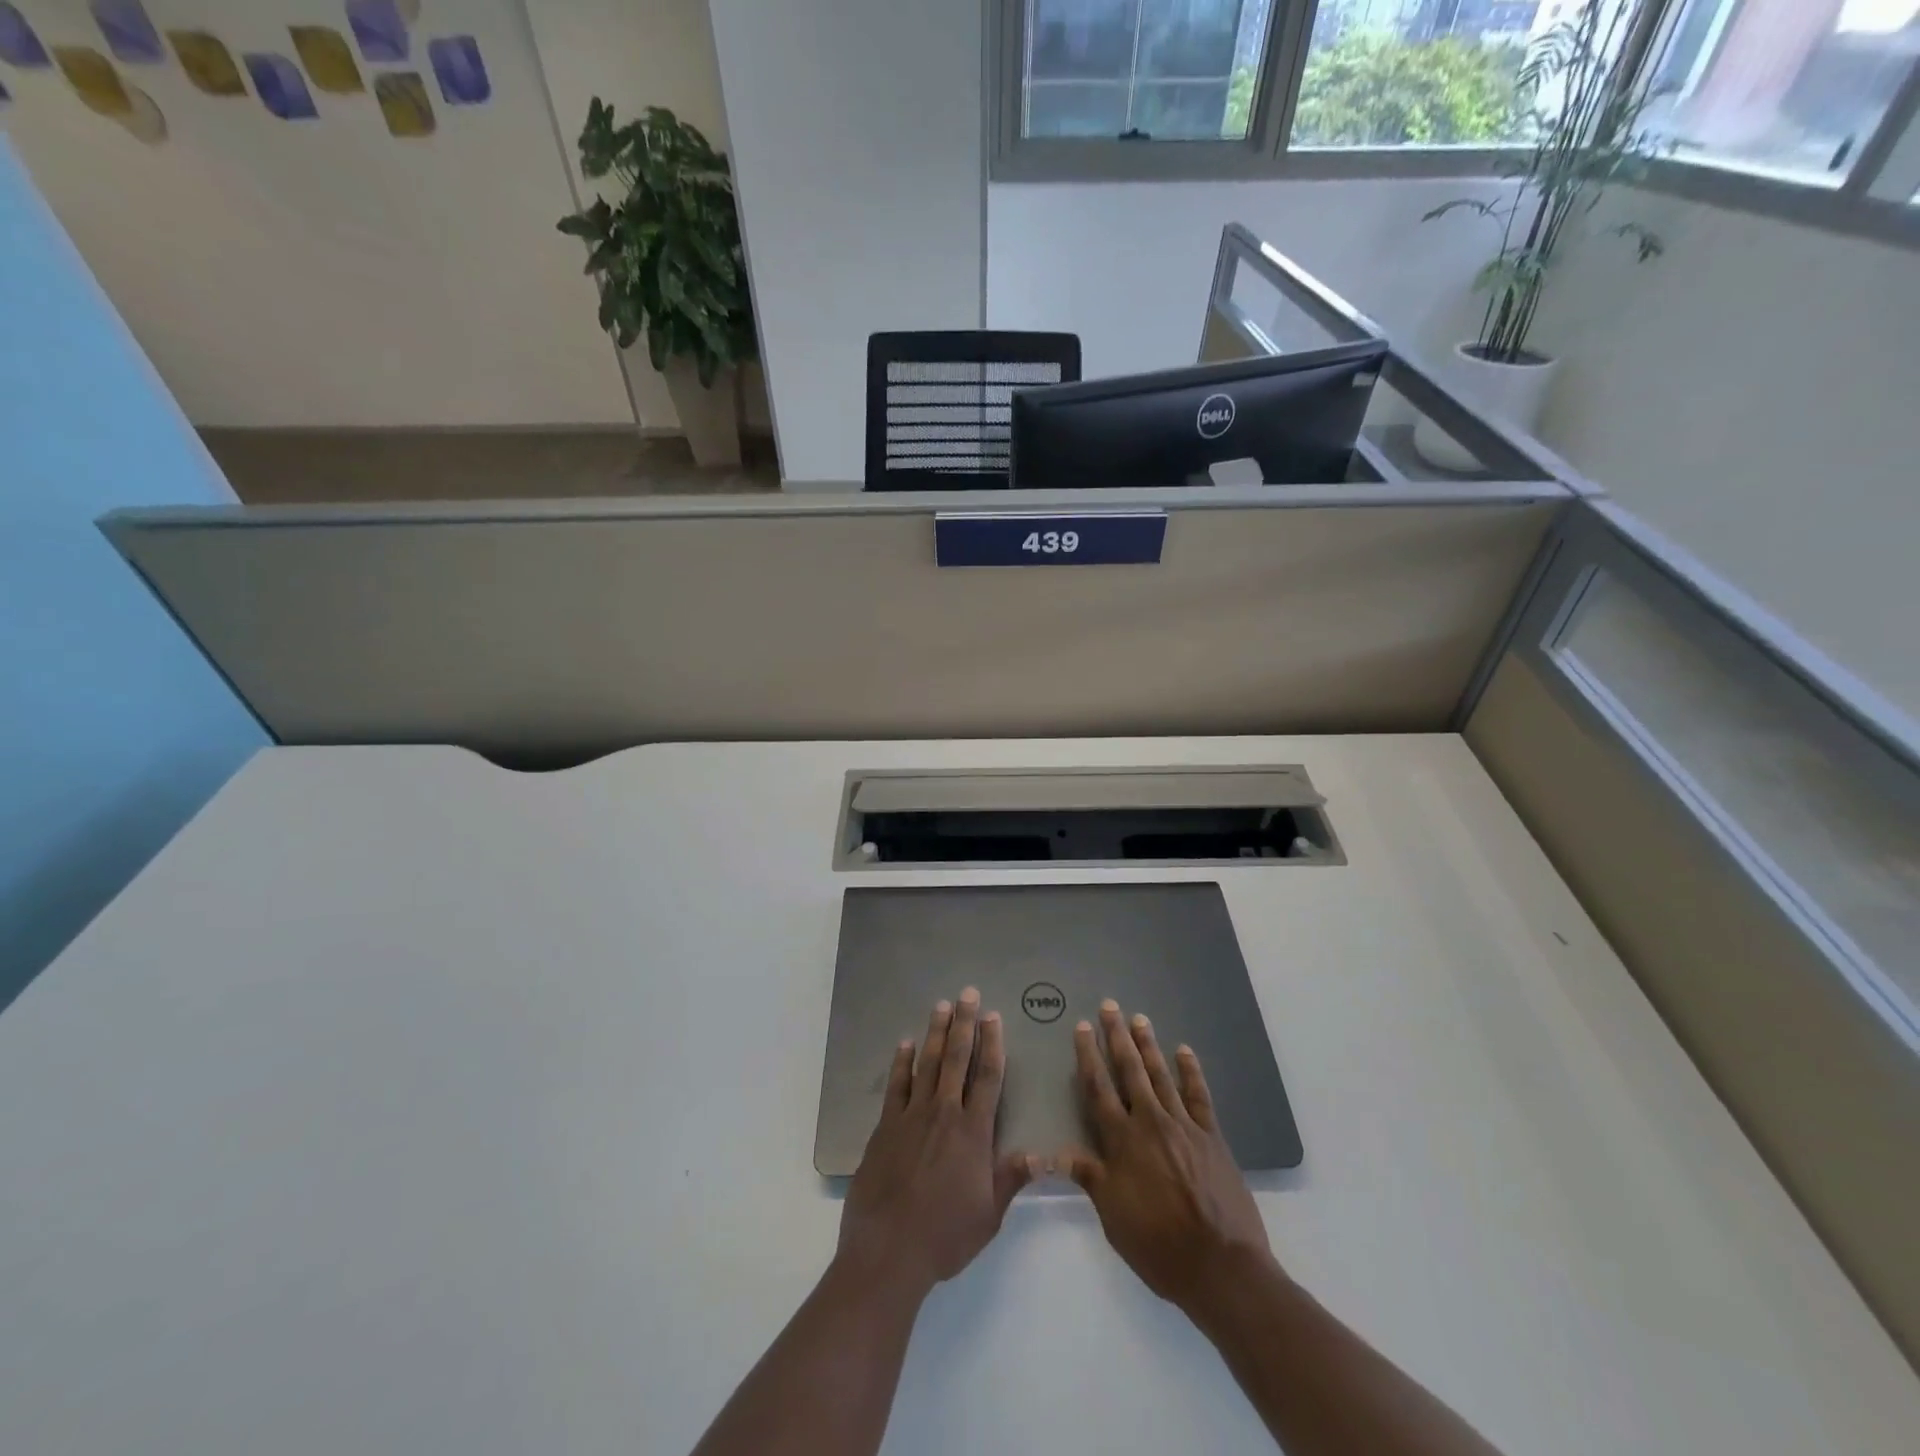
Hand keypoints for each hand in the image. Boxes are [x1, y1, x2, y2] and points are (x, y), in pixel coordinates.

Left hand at [838, 989, 1037, 1301]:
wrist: (888, 1250)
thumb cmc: (945, 1236)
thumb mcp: (988, 1215)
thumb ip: (1012, 1178)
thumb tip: (1043, 1154)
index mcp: (973, 1132)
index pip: (987, 1077)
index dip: (992, 1044)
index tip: (993, 1017)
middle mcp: (944, 1114)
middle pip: (956, 1059)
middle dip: (964, 1024)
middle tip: (967, 993)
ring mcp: (911, 1116)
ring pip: (926, 1063)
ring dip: (935, 1032)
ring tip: (940, 1005)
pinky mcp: (885, 1127)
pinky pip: (896, 1086)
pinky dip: (901, 1063)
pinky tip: (905, 1044)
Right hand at [1061, 1000, 1276, 1316]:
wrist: (1221, 1266)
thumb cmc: (1158, 1246)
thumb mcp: (1113, 1217)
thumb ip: (1089, 1177)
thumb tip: (1055, 1152)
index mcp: (1122, 1142)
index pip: (1099, 1089)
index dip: (1088, 1057)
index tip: (1082, 1028)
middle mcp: (1150, 1123)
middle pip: (1130, 1071)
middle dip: (1117, 1037)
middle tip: (1109, 1005)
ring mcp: (1184, 1126)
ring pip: (1161, 1075)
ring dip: (1148, 1045)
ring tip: (1139, 1018)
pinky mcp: (1211, 1136)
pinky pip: (1199, 1095)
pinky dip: (1191, 1071)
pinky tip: (1184, 1051)